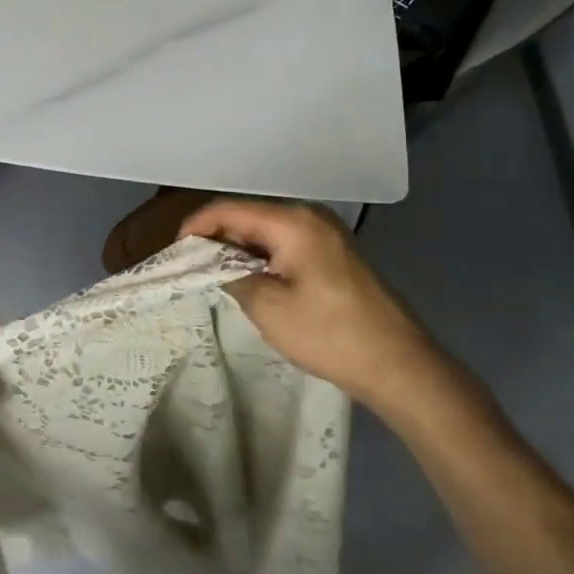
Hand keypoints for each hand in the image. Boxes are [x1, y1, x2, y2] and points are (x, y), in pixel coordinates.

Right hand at [179, 199, 455, 420]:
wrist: (398, 364)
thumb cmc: (328, 333)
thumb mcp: (267, 307)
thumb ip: (230, 275)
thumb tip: (214, 263)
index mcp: (292, 221)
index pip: (229, 209)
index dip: (196, 226)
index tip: (175, 252)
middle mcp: (309, 216)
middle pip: (248, 214)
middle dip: (216, 237)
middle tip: (192, 267)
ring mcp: (326, 232)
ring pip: (266, 229)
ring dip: (239, 248)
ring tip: (216, 276)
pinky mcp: (334, 252)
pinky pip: (286, 242)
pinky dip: (262, 256)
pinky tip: (252, 279)